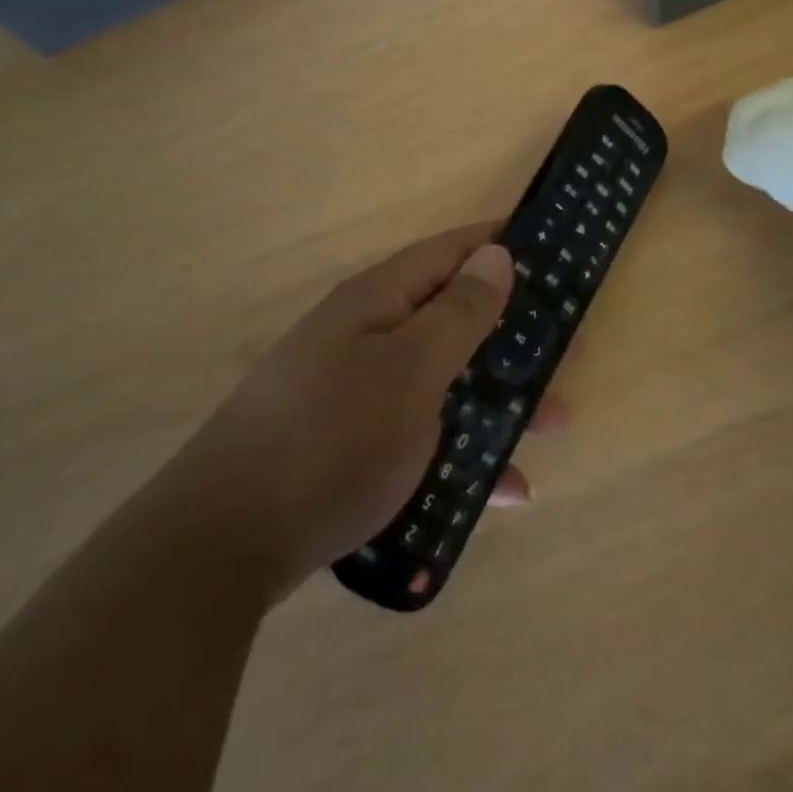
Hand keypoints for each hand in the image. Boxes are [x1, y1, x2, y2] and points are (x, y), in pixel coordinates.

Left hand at [196, 224, 556, 580]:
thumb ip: (459, 312)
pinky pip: (423, 434)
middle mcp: (368, 337)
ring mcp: (358, 393)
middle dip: (513, 334)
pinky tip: (504, 490)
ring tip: (555, 423)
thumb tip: (495, 252)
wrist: (222, 547)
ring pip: (446, 380)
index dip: (503, 244)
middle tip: (570, 351)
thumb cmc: (332, 439)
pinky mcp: (352, 446)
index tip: (556, 254)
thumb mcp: (411, 370)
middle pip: (455, 317)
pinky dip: (464, 452)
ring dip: (500, 398)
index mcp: (378, 302)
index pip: (452, 251)